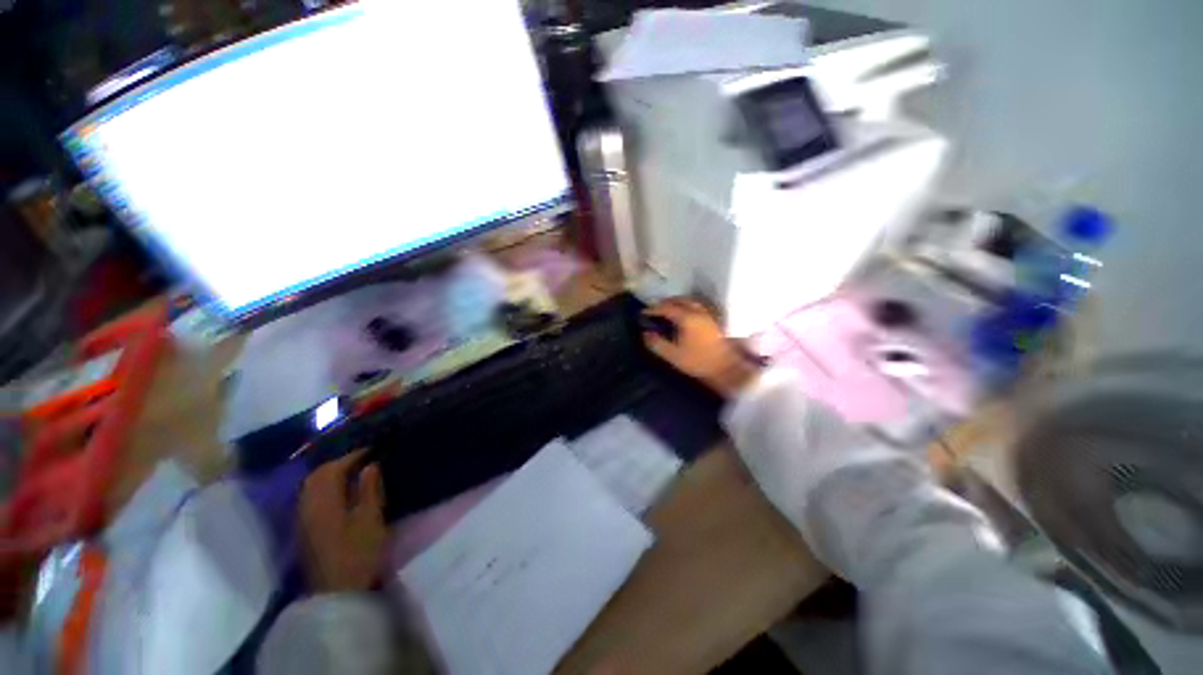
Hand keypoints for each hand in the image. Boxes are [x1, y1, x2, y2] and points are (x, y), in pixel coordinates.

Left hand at [298, 450, 387, 592]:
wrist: (338, 594)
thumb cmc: (358, 554)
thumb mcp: (370, 519)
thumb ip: (369, 490)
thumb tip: (370, 466)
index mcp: (323, 502)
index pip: (333, 469)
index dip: (353, 456)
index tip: (372, 449)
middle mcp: (307, 506)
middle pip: (317, 476)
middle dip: (338, 463)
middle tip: (362, 458)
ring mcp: (303, 520)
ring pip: (312, 487)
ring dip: (330, 475)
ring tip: (352, 472)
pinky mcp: (305, 531)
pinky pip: (312, 498)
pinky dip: (325, 488)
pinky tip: (339, 492)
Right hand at [642, 297, 760, 398]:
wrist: (727, 368)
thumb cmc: (698, 362)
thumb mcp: (673, 355)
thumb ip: (657, 343)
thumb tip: (646, 333)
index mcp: (687, 318)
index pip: (666, 308)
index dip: (653, 309)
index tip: (644, 312)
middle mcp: (699, 311)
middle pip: (680, 299)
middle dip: (666, 302)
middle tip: (655, 309)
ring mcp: (709, 314)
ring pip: (691, 300)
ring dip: (678, 302)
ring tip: (669, 309)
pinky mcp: (715, 319)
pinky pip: (699, 305)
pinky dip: (689, 305)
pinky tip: (686, 313)